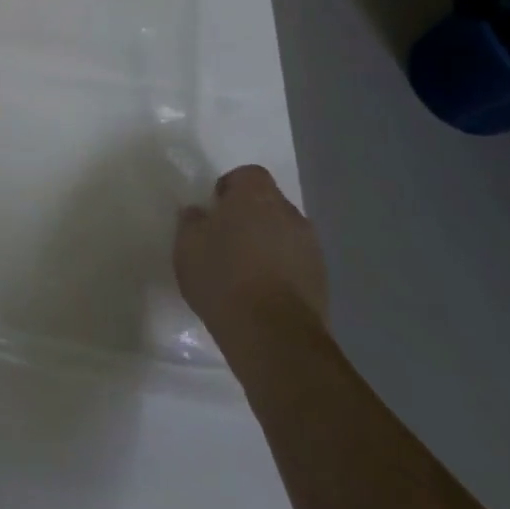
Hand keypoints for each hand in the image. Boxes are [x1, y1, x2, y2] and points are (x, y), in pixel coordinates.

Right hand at [174, 165, 327, 365]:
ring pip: (284, 234)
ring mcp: (311, 248)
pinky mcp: (322, 281)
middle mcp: (290, 214)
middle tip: (225, 240)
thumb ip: (192, 221)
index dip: (230, 187)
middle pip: (268, 204)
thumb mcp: (187, 244)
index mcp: (256, 196)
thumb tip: (199, 213)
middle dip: (249, 217)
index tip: (214, 209)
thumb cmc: (223, 276)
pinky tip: (261, 292)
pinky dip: (281, 270)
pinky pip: (295, 263)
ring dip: (267, 244)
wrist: (272, 334)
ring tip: (243, 270)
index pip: (248, 174)